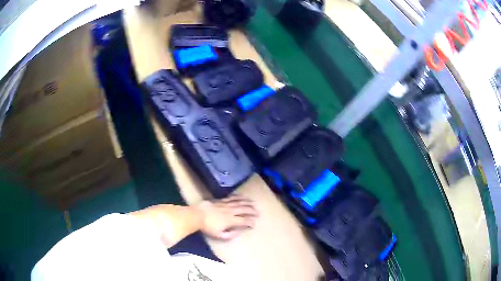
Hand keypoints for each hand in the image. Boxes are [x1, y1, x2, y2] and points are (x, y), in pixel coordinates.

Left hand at [197, 195, 258, 239]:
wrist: (196, 215)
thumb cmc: (207, 227)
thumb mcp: (219, 235)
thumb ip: (230, 235)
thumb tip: (238, 232)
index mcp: (231, 220)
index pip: (244, 220)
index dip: (251, 222)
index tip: (254, 224)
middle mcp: (230, 211)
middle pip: (244, 209)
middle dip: (252, 211)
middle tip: (258, 212)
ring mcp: (225, 204)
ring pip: (239, 202)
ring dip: (247, 202)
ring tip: (253, 203)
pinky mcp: (220, 200)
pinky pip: (231, 197)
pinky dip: (238, 197)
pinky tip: (241, 196)